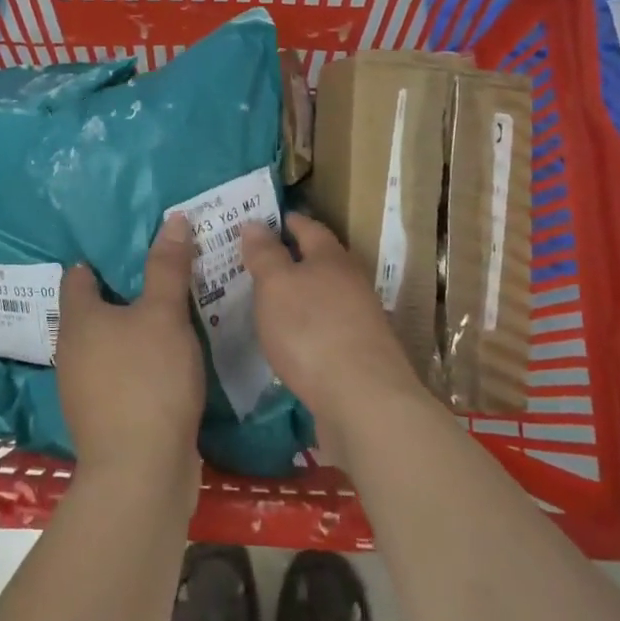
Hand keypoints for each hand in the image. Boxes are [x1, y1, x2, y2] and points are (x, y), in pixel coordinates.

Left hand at [57, 214, 205, 487]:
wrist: (140, 472)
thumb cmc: (147, 379)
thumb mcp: (164, 315)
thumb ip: (167, 267)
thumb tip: (173, 219)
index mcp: (78, 319)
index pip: (78, 276)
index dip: (99, 260)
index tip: (129, 248)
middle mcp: (71, 351)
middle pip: (91, 312)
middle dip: (120, 295)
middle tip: (158, 276)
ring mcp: (82, 389)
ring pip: (105, 346)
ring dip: (130, 332)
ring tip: (168, 316)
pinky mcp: (102, 418)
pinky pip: (118, 375)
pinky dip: (136, 363)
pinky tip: (165, 363)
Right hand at [241, 214, 424, 444]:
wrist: (364, 401)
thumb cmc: (312, 330)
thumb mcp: (276, 285)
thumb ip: (265, 254)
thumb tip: (255, 223)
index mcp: (332, 258)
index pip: (309, 227)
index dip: (286, 221)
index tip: (264, 219)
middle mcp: (351, 283)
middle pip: (321, 261)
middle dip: (292, 259)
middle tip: (258, 260)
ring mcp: (360, 321)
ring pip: (325, 296)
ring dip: (300, 295)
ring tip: (269, 301)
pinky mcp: (359, 356)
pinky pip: (327, 329)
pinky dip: (307, 327)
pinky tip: (290, 340)